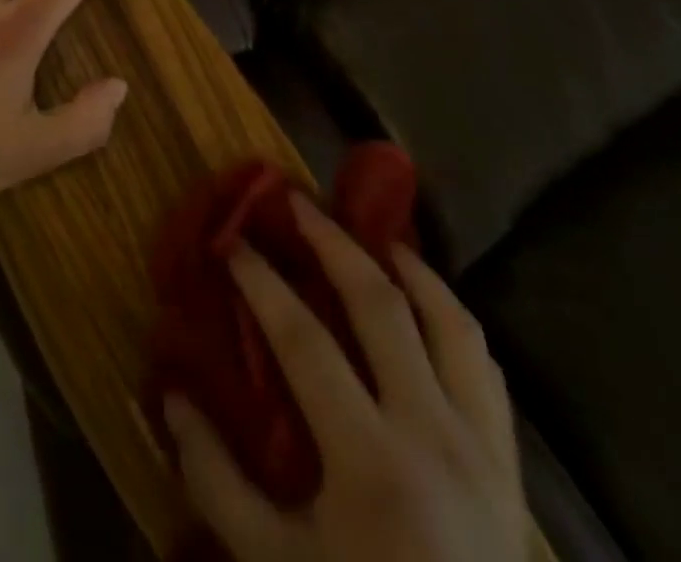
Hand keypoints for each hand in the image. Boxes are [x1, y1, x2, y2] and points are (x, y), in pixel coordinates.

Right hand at [164, 197, 524, 561]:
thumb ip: (215, 478)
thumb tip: (170, 395)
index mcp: (372, 461)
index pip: (305, 340)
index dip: (262, 282)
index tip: (232, 241)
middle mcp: (435, 435)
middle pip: (382, 306)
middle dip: (333, 243)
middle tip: (297, 203)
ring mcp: (483, 448)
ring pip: (452, 324)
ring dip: (410, 268)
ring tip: (373, 236)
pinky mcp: (510, 467)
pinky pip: (485, 369)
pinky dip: (452, 319)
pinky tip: (425, 304)